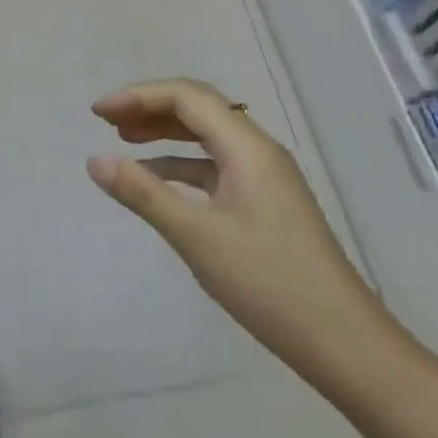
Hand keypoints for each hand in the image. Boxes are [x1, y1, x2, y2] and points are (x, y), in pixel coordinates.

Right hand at [88, 79, 388, 379]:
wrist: (342, 341)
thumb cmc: (267, 282)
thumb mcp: (196, 236)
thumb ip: (143, 194)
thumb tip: (95, 160)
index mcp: (247, 147)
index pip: (186, 97)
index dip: (138, 96)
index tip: (98, 113)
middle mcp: (258, 151)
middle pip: (198, 108)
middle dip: (150, 108)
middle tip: (106, 121)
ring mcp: (264, 177)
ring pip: (207, 136)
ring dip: (165, 132)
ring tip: (124, 140)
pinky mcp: (264, 203)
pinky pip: (215, 166)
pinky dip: (181, 165)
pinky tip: (156, 180)